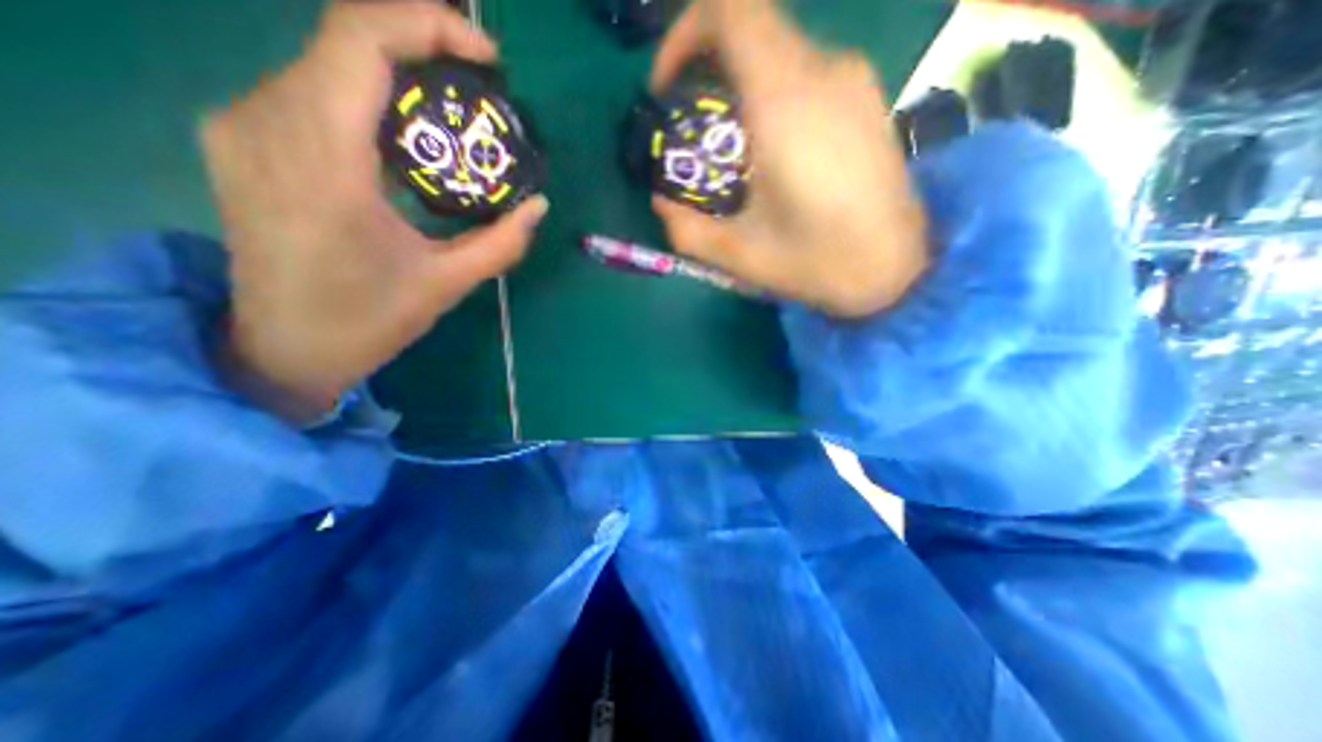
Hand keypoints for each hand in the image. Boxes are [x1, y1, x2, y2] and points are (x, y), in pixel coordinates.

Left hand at [197, 0, 547, 423]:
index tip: (486, 56)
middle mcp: (265, 122)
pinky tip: (404, 135)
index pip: (359, 39)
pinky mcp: (241, 139)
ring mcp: (242, 125)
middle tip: (480, 86)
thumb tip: (538, 205)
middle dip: (421, 47)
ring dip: (396, 74)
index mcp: (321, 161)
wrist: (284, 348)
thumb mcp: (448, 284)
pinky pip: (309, 89)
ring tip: (451, 111)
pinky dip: (366, 96)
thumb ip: (501, 243)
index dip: (427, 24)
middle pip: (343, 39)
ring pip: (326, 61)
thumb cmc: (368, 320)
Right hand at [653, 0, 928, 314]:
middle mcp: (824, 72)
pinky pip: (806, 75)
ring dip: (741, 89)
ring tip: (733, 152)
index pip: (731, 8)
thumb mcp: (739, 257)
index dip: (685, 33)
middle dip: (707, 70)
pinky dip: (773, 98)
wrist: (899, 270)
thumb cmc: (820, 263)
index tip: (669, 87)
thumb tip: (661, 202)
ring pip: (779, 54)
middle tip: (695, 132)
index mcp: (786, 102)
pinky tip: (774, 153)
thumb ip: (686, 229)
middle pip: (752, 31)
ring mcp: (853, 82)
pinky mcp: (866, 100)